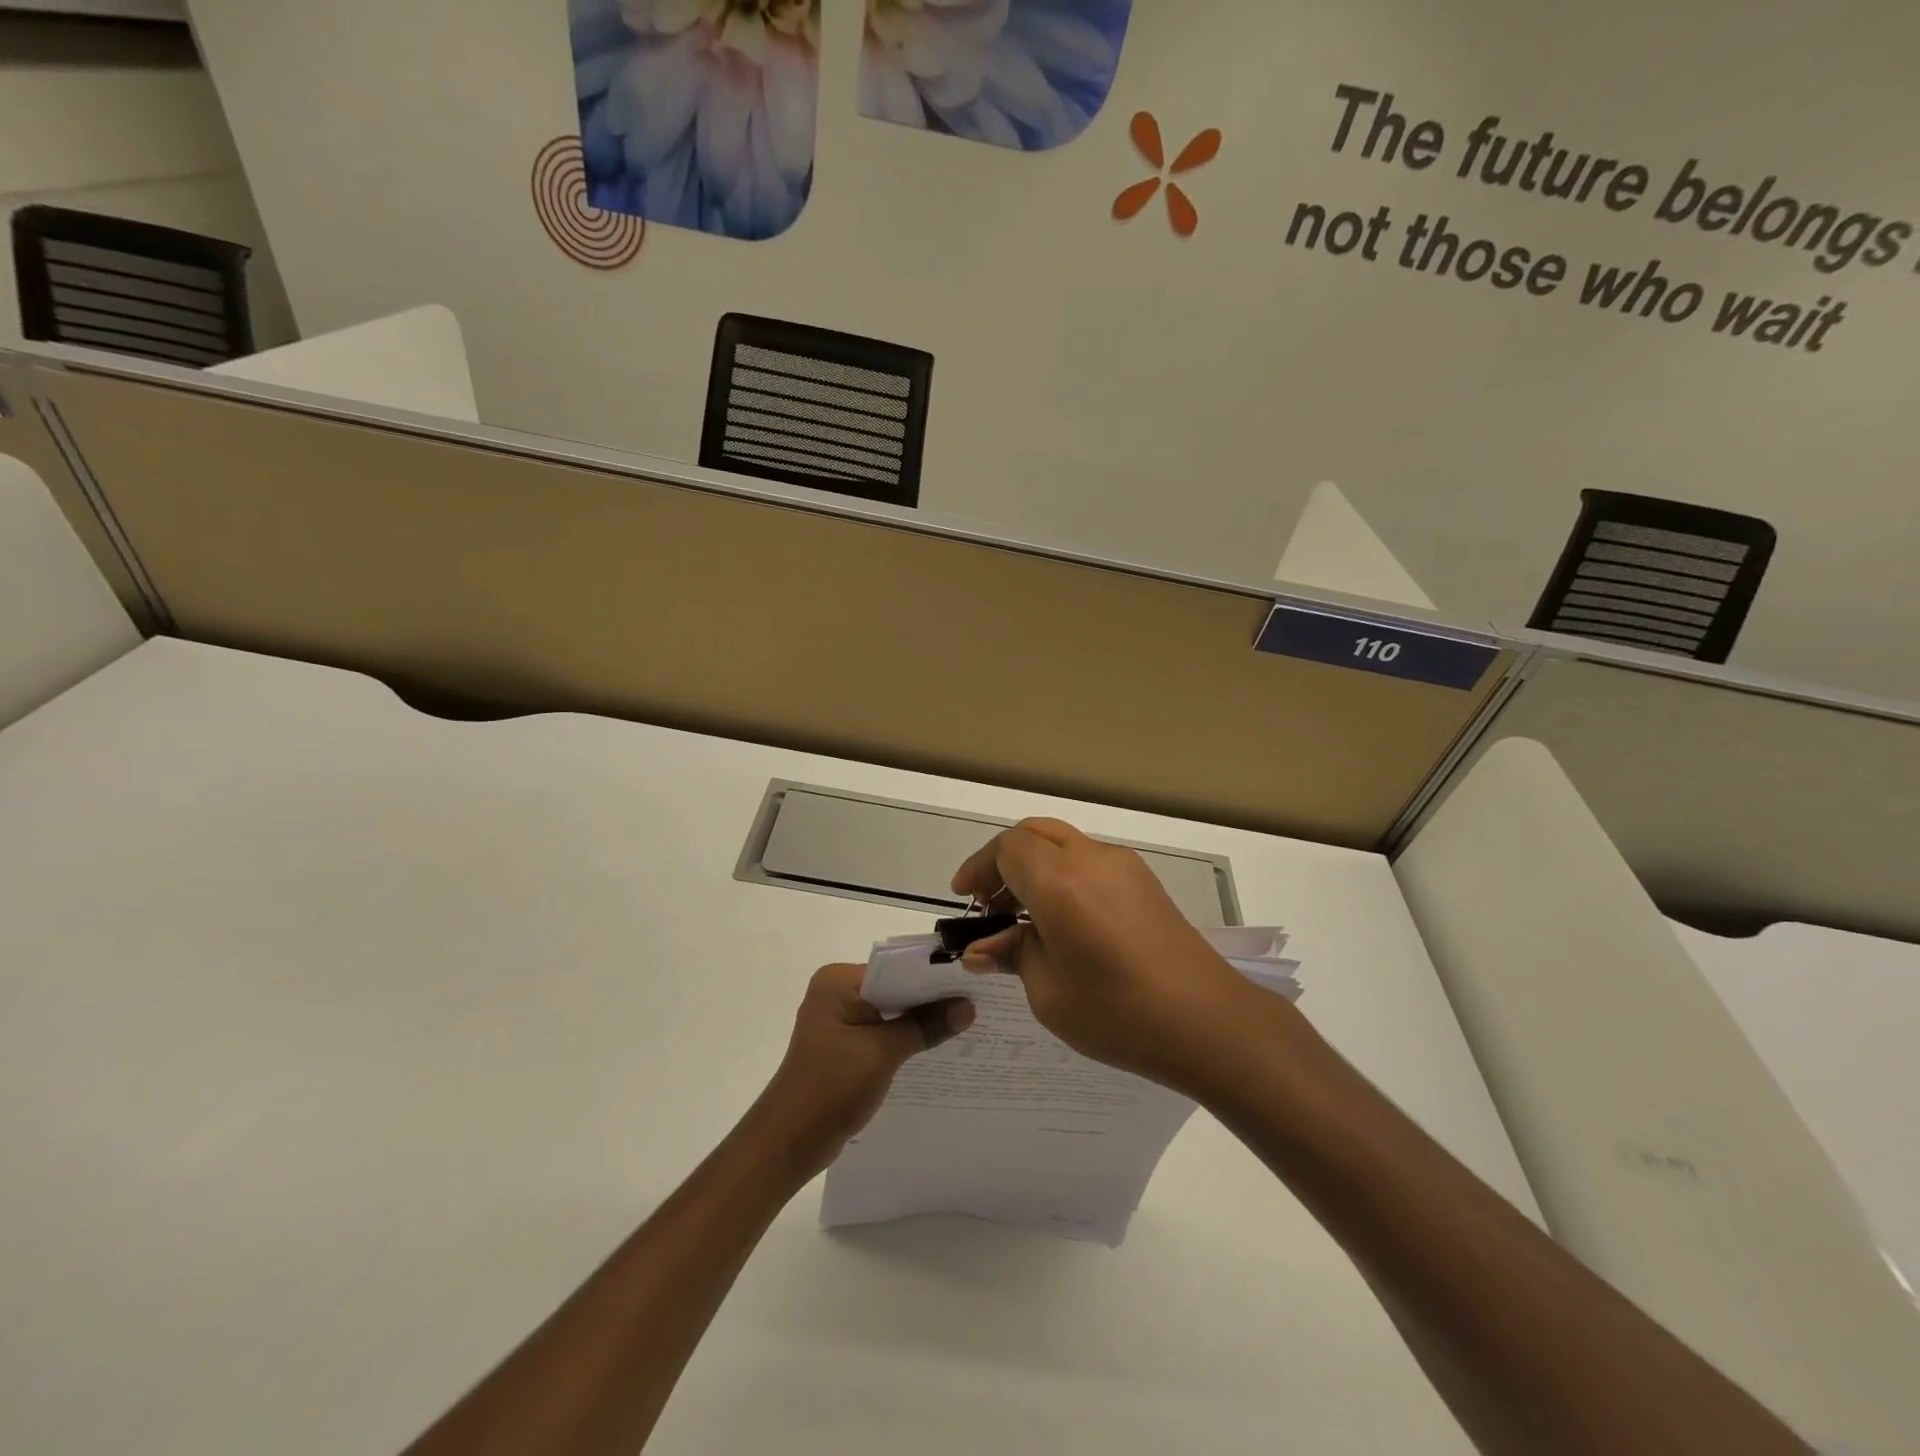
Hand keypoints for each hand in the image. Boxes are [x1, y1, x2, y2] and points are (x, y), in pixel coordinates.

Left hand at [753, 963, 972, 1179]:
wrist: (789, 1142)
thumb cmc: (831, 1087)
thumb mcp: (883, 1053)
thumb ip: (925, 1026)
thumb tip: (967, 1008)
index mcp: (838, 981)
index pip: (895, 968)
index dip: (933, 977)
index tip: (972, 983)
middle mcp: (837, 992)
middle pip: (894, 988)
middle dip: (930, 1000)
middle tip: (977, 1003)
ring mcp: (839, 1019)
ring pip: (890, 1011)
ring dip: (920, 1020)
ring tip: (966, 1024)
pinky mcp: (844, 1044)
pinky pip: (882, 1031)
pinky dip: (906, 1038)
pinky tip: (937, 1047)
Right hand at [951, 818, 1266, 1091]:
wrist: (1209, 1023)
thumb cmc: (1119, 1013)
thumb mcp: (1049, 992)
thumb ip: (1013, 955)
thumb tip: (983, 948)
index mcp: (1060, 881)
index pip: (1007, 848)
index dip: (979, 868)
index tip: (966, 900)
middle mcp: (1091, 858)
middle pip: (1034, 834)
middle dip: (1004, 861)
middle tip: (990, 904)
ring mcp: (1124, 866)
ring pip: (1063, 844)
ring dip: (1035, 867)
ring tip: (1023, 917)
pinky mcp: (1145, 881)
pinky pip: (1089, 860)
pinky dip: (1063, 875)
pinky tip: (1063, 920)